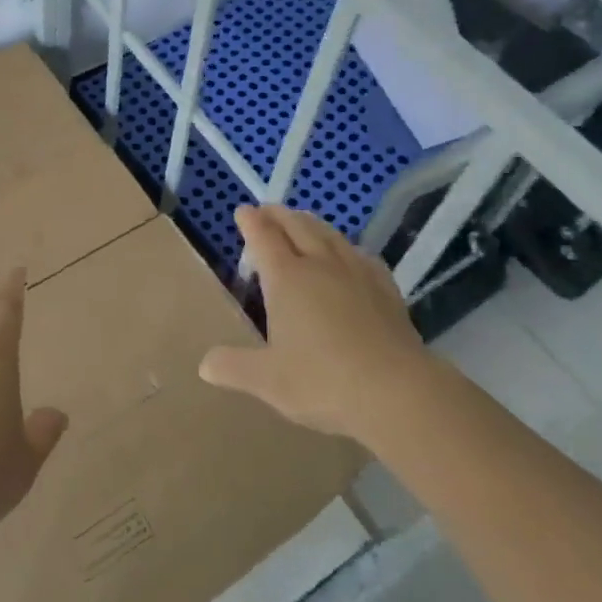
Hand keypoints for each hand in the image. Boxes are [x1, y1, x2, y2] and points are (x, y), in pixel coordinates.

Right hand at [199, 204, 427, 441]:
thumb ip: (234, 367)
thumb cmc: (323, 381)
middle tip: (267, 210)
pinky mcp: (385, 288)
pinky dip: (346, 246)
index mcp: (286, 278)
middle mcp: (319, 264)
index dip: (251, 222)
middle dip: (278, 215)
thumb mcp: (268, 380)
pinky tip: (349, 254)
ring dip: (310, 223)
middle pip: (297, 226)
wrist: (396, 391)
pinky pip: (360, 255)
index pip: (263, 237)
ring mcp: (356, 272)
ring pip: (329, 234)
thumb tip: (205, 365)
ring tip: (302, 220)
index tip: (242, 211)